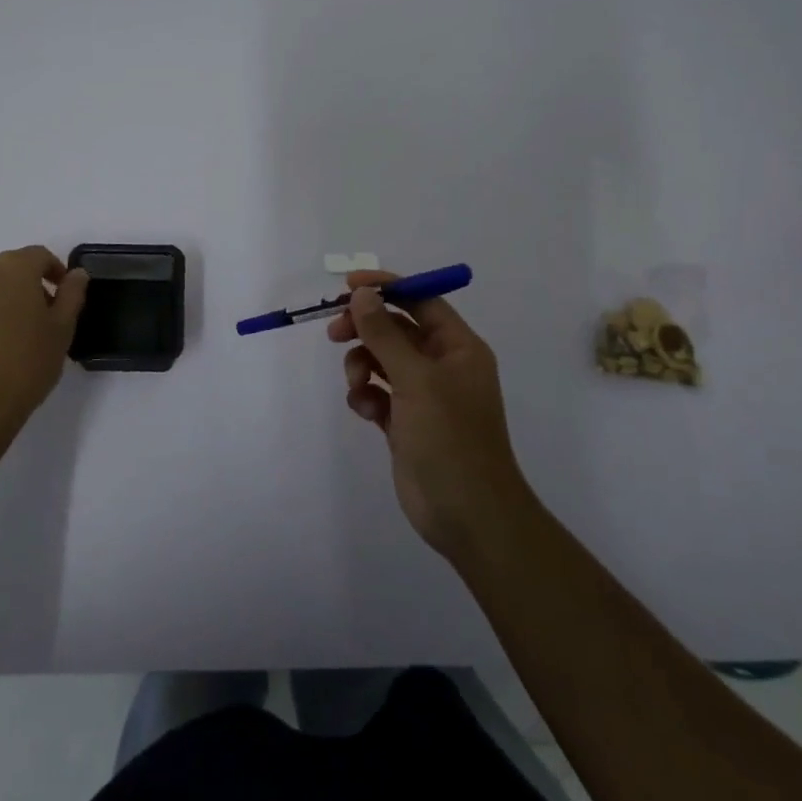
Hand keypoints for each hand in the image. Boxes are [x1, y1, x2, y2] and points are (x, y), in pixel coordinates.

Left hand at [0, 247, 87, 448]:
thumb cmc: (26, 364)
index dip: (55, 271)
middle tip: (39, 318)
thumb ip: (71, 295)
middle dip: (25, 286)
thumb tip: (77, 274)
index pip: (39, 256)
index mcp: (14, 269)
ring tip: (9, 335)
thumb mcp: (62, 330)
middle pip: (8, 269)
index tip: (63, 294)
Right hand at [327, 270, 531, 556]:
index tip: (348, 286)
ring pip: (381, 360)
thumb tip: (362, 294)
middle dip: (365, 328)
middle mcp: (443, 365)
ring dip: (362, 365)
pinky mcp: (405, 421)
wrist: (467, 514)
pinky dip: (366, 395)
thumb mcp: (416, 379)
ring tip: (357, 386)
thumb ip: (385, 334)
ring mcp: (424, 395)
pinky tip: (366, 411)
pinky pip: (377, 392)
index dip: (386, 288)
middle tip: (333, 333)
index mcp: (458, 347)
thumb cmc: (450, 438)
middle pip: (396, 328)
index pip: (421, 300)